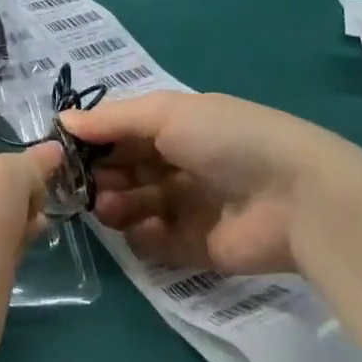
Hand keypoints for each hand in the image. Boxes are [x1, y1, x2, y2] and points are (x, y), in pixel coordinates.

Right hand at [61, 92, 358, 277]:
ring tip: (110, 208)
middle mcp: (179, 166)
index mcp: (176, 129)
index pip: (121, 135)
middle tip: (85, 184)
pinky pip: (154, 243)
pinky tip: (147, 228)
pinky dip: (144, 236)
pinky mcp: (196, 248)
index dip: (92, 143)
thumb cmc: (229, 140)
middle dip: (99, 176)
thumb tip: (62, 122)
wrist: (300, 199)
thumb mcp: (166, 113)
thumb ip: (111, 120)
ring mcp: (188, 209)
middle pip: (122, 172)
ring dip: (114, 206)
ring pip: (132, 208)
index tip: (62, 153)